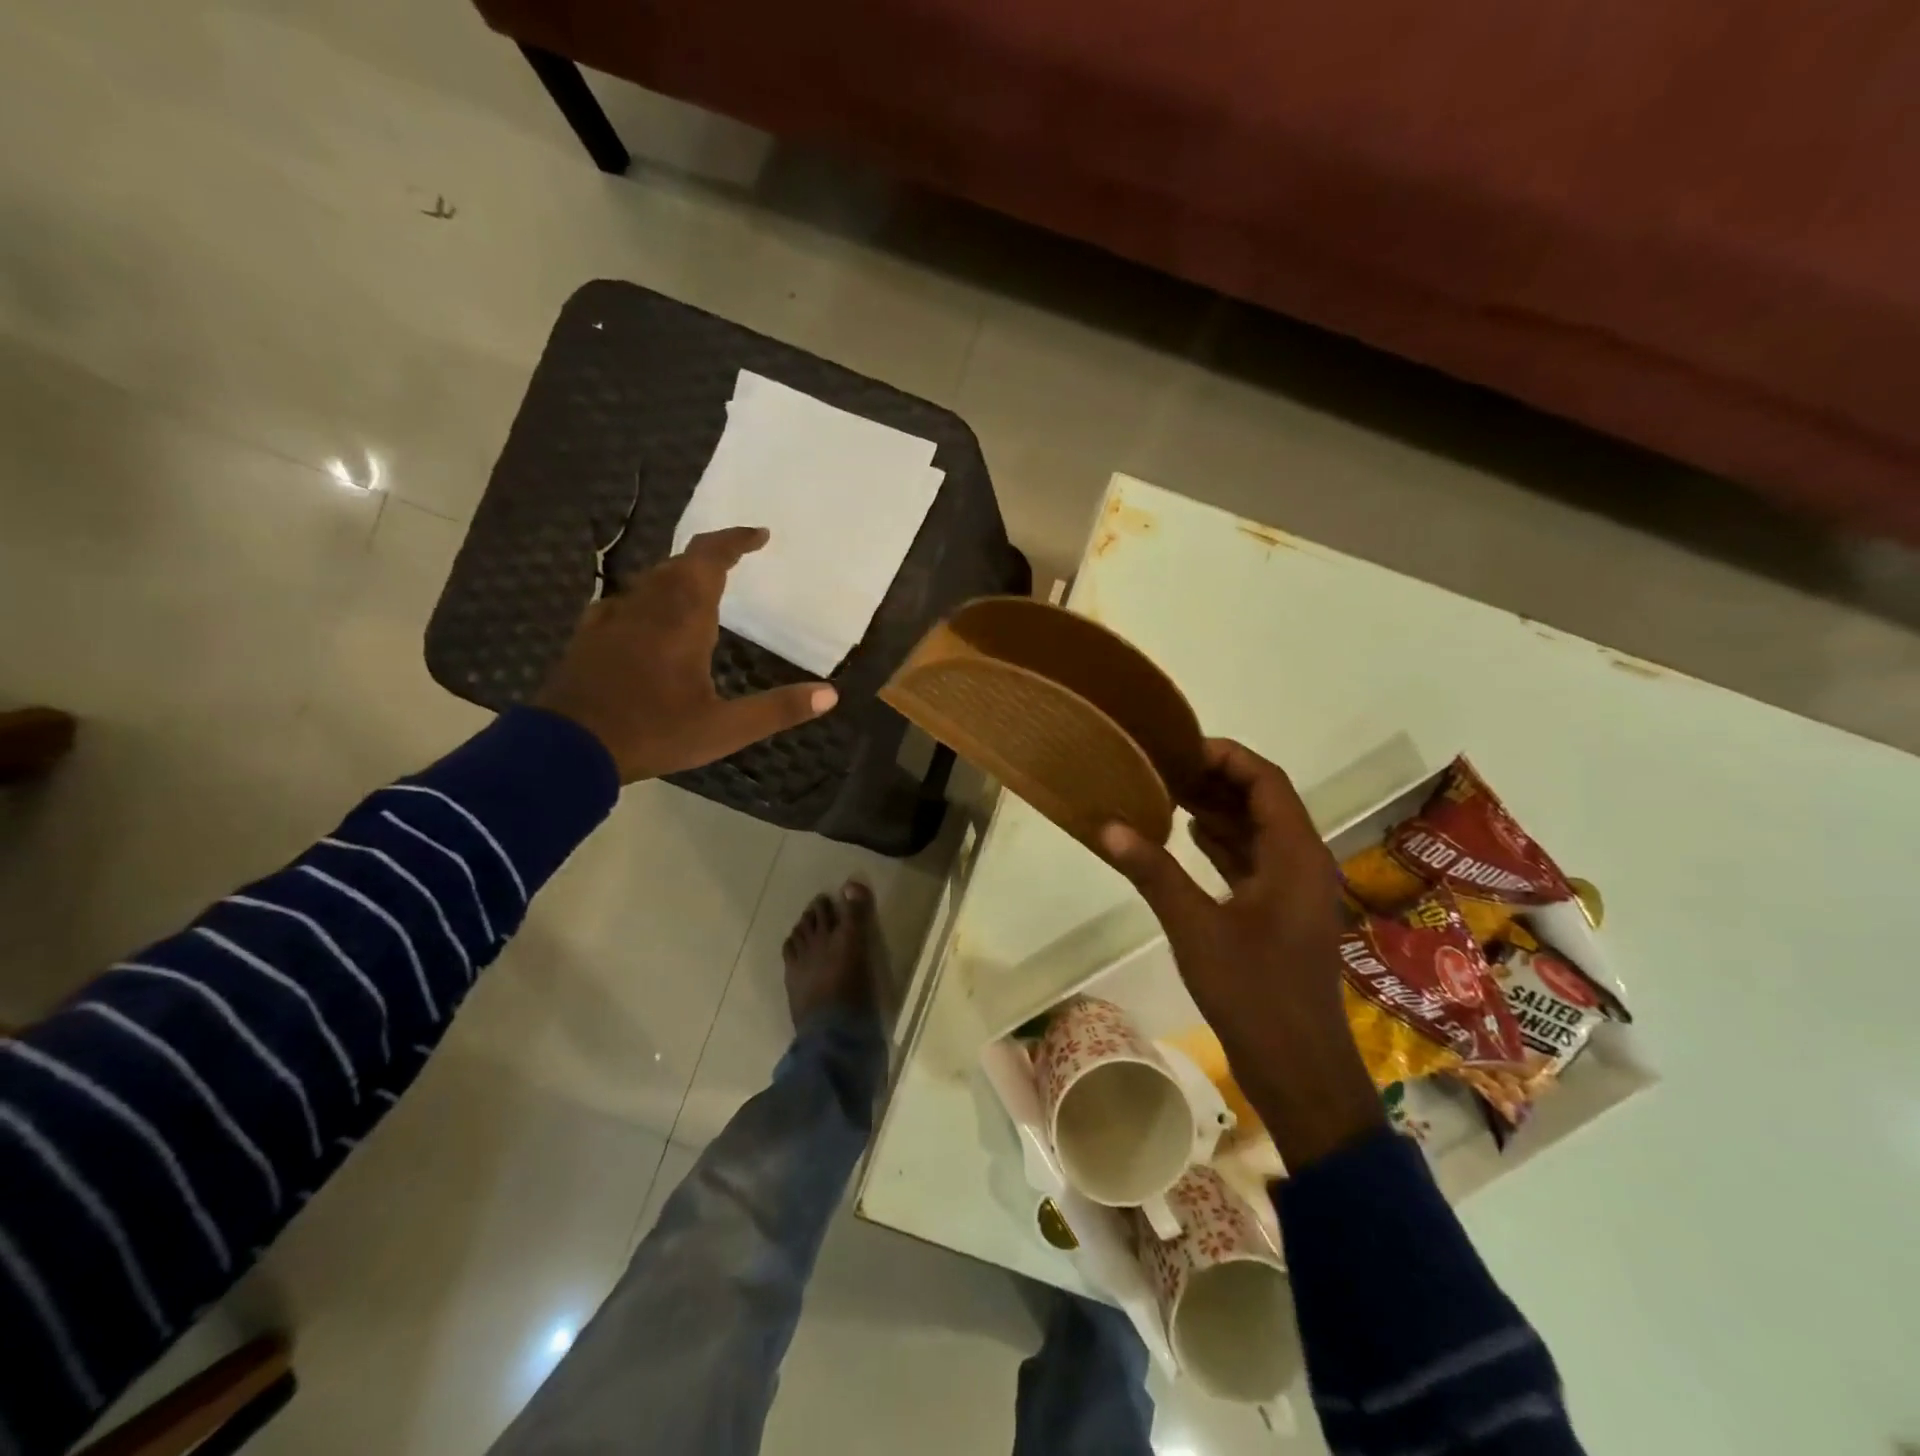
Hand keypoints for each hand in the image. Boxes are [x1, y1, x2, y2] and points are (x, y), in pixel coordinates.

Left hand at [533, 527, 837, 783]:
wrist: (568, 749)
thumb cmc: (654, 733)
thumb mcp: (724, 729)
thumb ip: (778, 709)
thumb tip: (831, 694)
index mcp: (683, 618)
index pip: (710, 559)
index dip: (735, 541)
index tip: (759, 535)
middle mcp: (648, 606)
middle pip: (679, 563)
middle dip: (710, 557)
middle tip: (736, 562)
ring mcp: (614, 618)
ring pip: (651, 580)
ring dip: (680, 575)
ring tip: (702, 590)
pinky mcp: (591, 635)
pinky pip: (626, 602)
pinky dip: (649, 599)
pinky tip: (649, 620)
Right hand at [1099, 739, 1383, 1169]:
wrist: (1299, 1069)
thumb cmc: (1254, 993)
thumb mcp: (1196, 928)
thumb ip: (1154, 872)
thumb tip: (1108, 826)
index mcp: (1295, 855)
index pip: (1267, 781)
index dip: (1226, 756)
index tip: (1178, 747)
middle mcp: (1302, 863)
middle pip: (1264, 801)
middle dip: (1216, 780)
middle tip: (1162, 767)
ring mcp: (1293, 890)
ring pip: (1258, 831)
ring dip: (1219, 810)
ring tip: (1166, 792)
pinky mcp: (1280, 913)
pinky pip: (1253, 861)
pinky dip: (1223, 843)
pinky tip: (1187, 835)